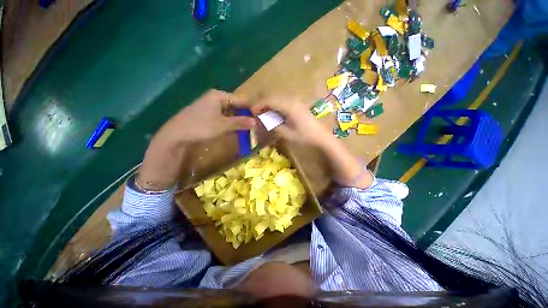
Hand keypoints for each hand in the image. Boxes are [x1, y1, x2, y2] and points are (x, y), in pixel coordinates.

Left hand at [155, 89, 255, 144]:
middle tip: (252, 126)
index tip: (258, 120)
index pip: (241, 100)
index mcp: (219, 96)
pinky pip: (223, 116)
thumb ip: (240, 122)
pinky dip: (230, 122)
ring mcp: (210, 105)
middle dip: (244, 115)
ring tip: (245, 128)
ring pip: (230, 111)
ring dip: (238, 120)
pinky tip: (234, 128)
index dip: (250, 110)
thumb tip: (256, 122)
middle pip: (235, 105)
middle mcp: (215, 98)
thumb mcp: (223, 125)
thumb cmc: (201, 126)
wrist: (177, 134)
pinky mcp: (207, 114)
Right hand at [251, 96, 332, 146]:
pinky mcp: (296, 104)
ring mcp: (295, 101)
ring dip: (267, 104)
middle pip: (272, 96)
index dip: (258, 105)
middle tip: (256, 115)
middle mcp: (291, 100)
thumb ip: (272, 125)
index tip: (252, 113)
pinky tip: (273, 114)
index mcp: (289, 106)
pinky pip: (281, 101)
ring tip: (262, 115)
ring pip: (276, 98)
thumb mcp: (287, 133)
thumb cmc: (304, 136)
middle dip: (261, 104)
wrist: (321, 136)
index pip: (269, 100)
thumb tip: (260, 120)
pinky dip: (274, 106)